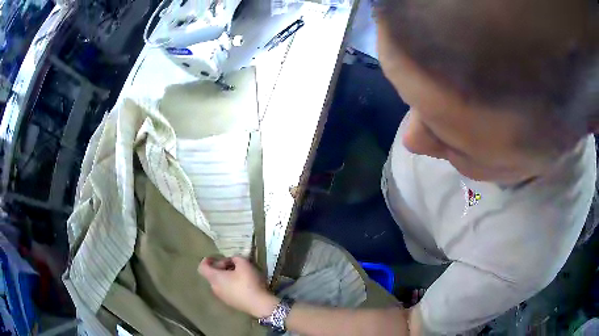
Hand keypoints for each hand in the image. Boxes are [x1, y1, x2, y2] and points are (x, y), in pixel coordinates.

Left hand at [198, 256, 277, 317]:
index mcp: (214, 278)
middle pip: (212, 275)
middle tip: (234, 264)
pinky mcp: (230, 303)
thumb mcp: (244, 264)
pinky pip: (226, 291)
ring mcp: (222, 297)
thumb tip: (232, 260)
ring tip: (240, 274)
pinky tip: (244, 285)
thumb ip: (236, 258)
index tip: (215, 257)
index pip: (202, 268)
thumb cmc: (248, 282)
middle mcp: (215, 288)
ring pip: (220, 283)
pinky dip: (231, 285)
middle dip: (221, 267)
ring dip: (226, 277)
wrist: (259, 305)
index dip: (206, 260)